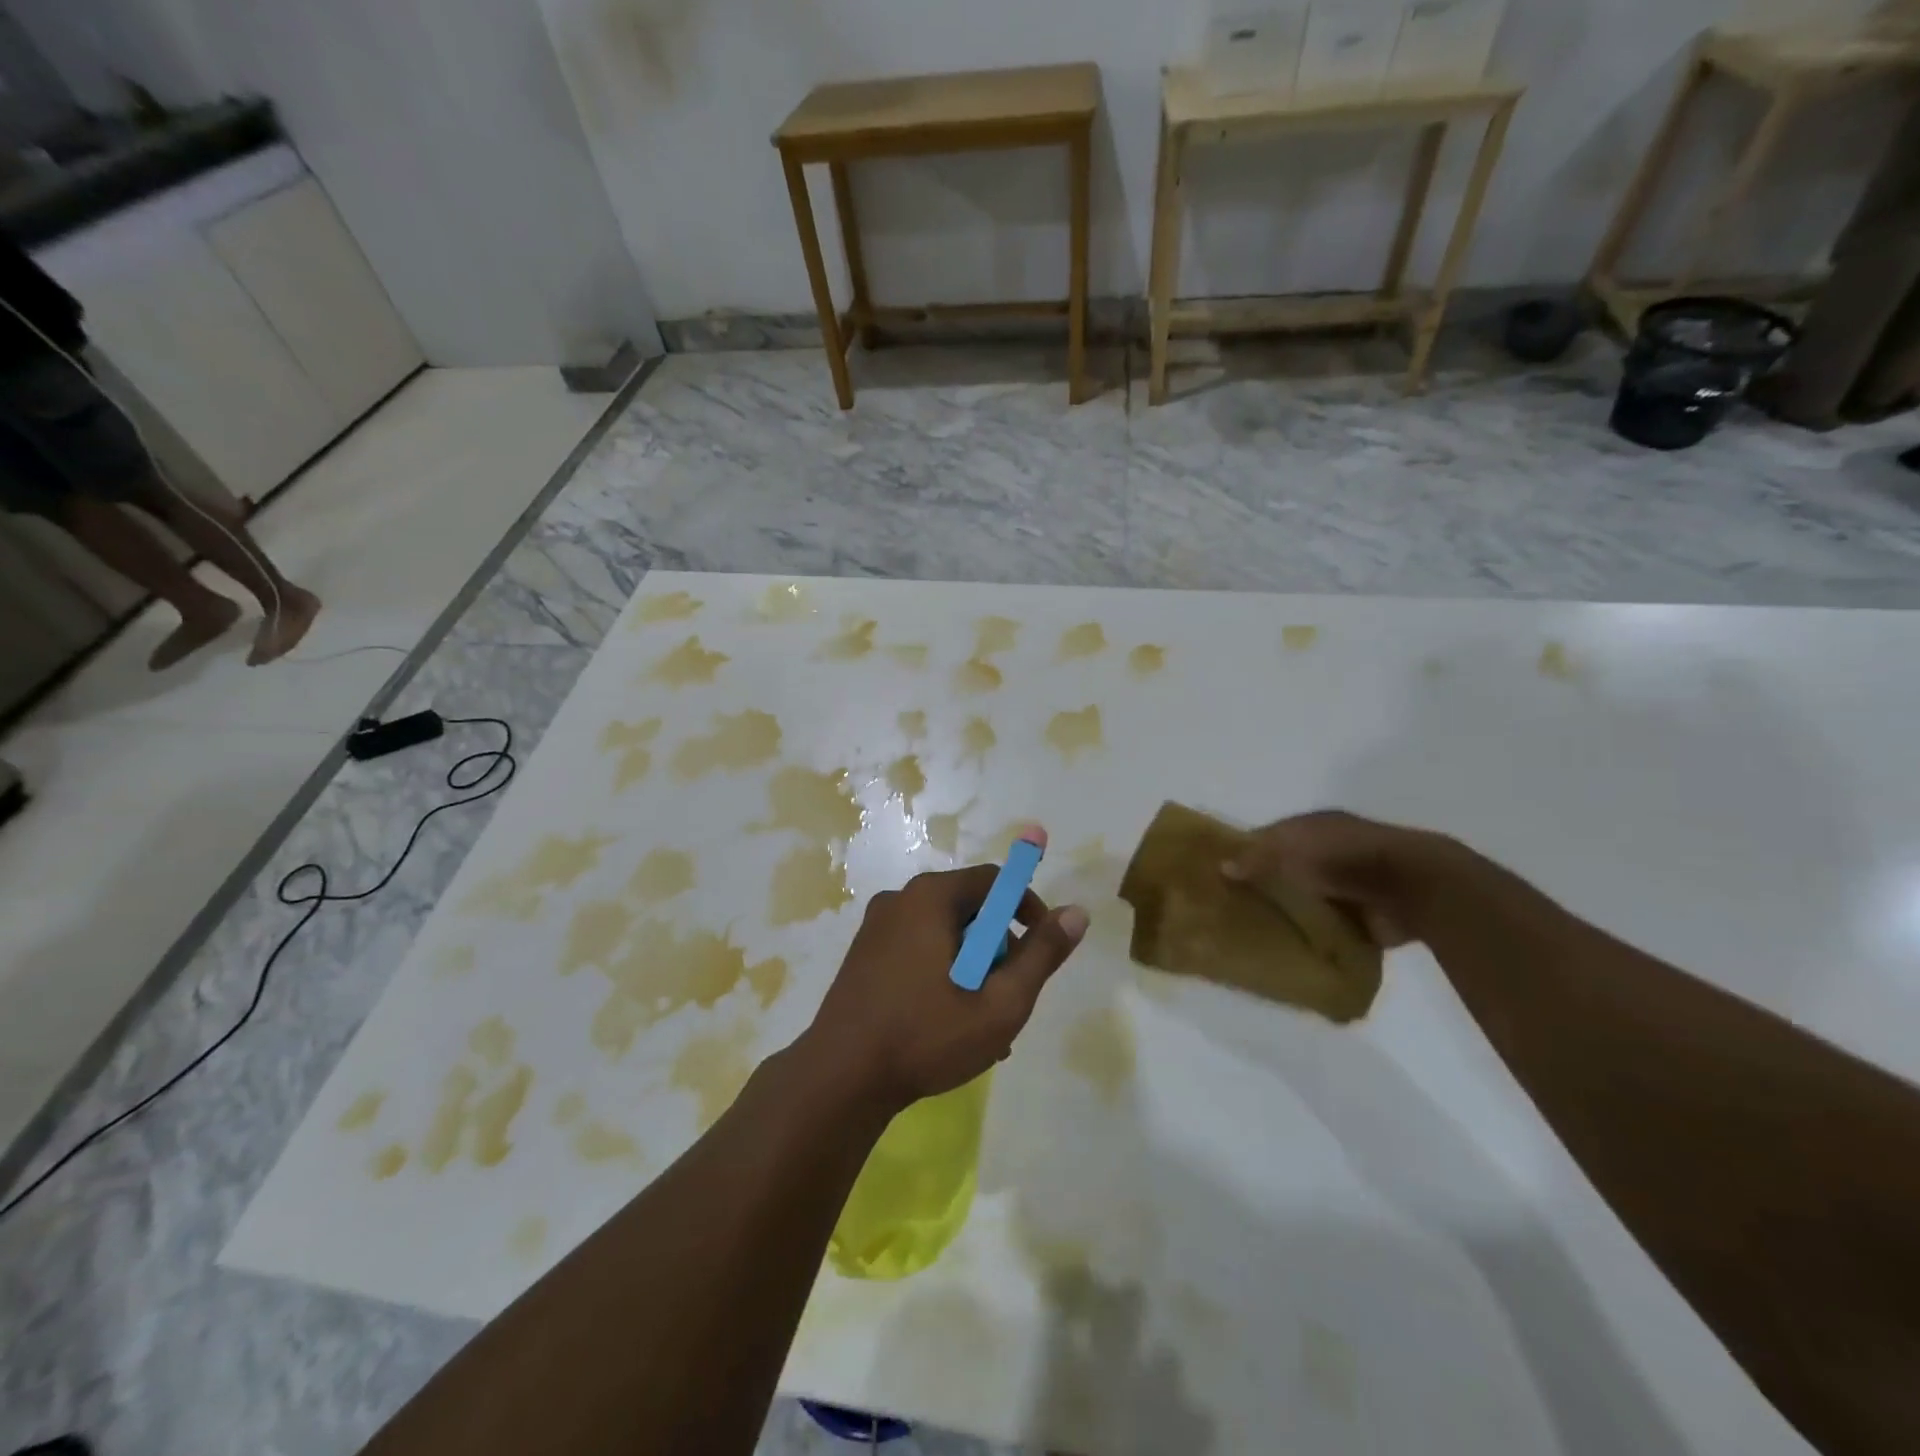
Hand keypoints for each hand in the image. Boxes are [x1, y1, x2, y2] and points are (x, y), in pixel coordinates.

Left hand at [802, 859, 1087, 1110]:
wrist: (839, 1079)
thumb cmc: (926, 1036)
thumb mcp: (1000, 1002)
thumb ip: (1042, 955)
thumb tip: (1077, 913)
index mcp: (930, 897)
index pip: (994, 880)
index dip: (1027, 908)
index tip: (1043, 948)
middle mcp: (900, 900)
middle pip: (969, 908)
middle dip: (1000, 948)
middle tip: (1012, 996)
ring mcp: (876, 928)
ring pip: (945, 935)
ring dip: (973, 970)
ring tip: (985, 1024)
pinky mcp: (864, 956)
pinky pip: (918, 951)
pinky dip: (943, 976)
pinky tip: (950, 1025)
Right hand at [1222, 810, 1451, 948]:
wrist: (1410, 887)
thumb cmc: (1342, 856)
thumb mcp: (1289, 848)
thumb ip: (1255, 857)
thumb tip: (1221, 867)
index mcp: (1313, 827)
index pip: (1270, 838)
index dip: (1245, 853)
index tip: (1219, 874)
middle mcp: (1329, 853)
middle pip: (1286, 870)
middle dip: (1264, 886)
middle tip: (1231, 907)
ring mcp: (1347, 887)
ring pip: (1306, 900)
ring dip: (1288, 913)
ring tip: (1254, 933)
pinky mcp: (1362, 919)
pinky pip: (1327, 929)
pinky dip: (1312, 938)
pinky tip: (1287, 950)